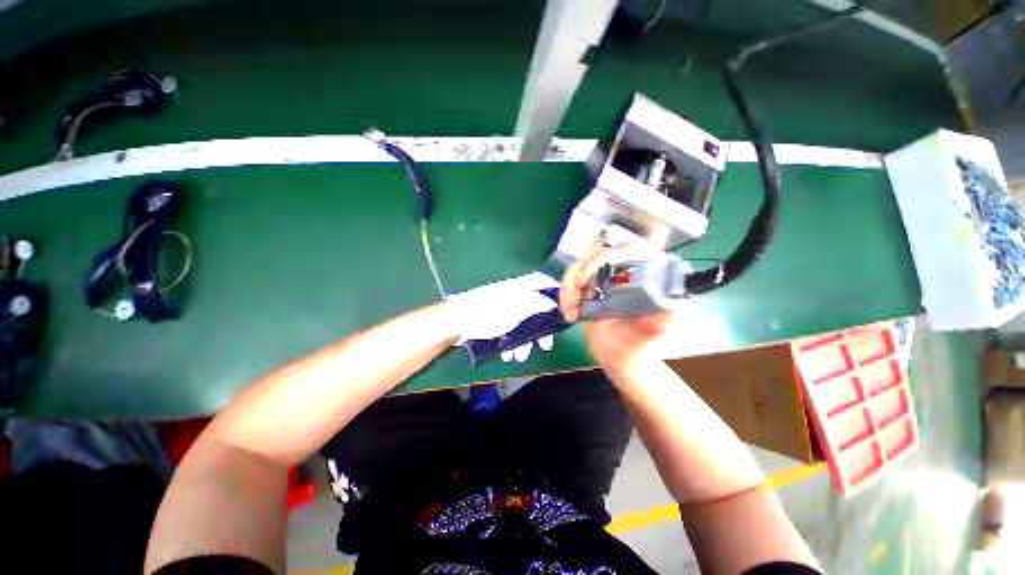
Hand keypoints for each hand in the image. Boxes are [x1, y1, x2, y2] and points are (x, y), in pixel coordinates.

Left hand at [448, 272, 559, 362]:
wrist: (457, 322)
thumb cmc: (489, 312)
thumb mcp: (517, 307)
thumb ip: (537, 303)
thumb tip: (553, 301)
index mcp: (520, 287)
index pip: (542, 282)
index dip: (555, 291)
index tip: (565, 306)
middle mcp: (514, 295)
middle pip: (536, 308)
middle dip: (541, 328)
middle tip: (545, 344)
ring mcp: (504, 309)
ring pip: (523, 323)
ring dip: (525, 341)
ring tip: (520, 356)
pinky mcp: (496, 321)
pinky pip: (510, 331)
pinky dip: (512, 342)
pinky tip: (508, 354)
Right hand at [559, 245, 673, 371]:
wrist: (617, 358)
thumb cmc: (636, 345)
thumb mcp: (650, 331)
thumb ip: (660, 315)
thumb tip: (668, 295)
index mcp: (645, 275)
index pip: (625, 249)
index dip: (602, 258)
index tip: (587, 281)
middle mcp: (625, 270)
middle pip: (596, 253)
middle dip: (579, 274)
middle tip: (574, 299)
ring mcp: (605, 277)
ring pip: (580, 264)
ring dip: (569, 285)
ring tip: (570, 311)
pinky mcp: (589, 286)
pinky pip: (572, 278)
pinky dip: (565, 293)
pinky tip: (569, 312)